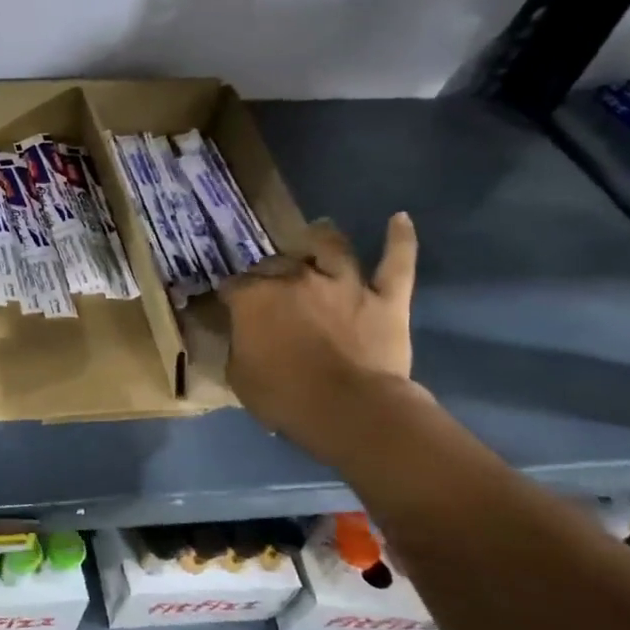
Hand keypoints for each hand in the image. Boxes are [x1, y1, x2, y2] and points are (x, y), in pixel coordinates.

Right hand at [220, 212, 422, 457]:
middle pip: (276, 264)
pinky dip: (400, 239)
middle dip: (268, 272)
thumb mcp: (239, 375)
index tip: (229, 306)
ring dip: (322, 238)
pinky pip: (396, 263)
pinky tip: (399, 219)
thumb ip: (238, 345)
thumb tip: (240, 334)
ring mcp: (343, 284)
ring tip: (318, 231)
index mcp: (254, 298)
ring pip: (332, 248)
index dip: (230, 296)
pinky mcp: (385, 297)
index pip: (233, 286)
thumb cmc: (284, 397)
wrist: (350, 410)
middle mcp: (295, 278)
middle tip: (268, 284)